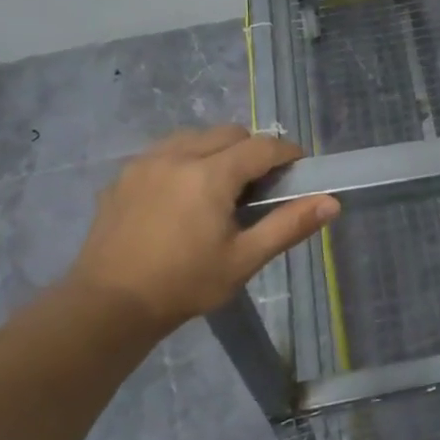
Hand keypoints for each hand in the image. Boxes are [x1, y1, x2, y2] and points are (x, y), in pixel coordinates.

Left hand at [62, 125, 337, 331]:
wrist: (106, 306)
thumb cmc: (184, 284)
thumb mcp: (244, 259)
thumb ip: (289, 225)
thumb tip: (332, 202)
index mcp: (211, 174)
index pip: (261, 146)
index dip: (286, 153)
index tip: (299, 167)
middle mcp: (178, 155)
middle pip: (229, 133)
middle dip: (252, 149)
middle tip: (260, 184)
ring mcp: (145, 162)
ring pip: (194, 136)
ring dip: (217, 149)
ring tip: (221, 185)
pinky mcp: (123, 176)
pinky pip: (164, 151)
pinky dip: (184, 159)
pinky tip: (182, 193)